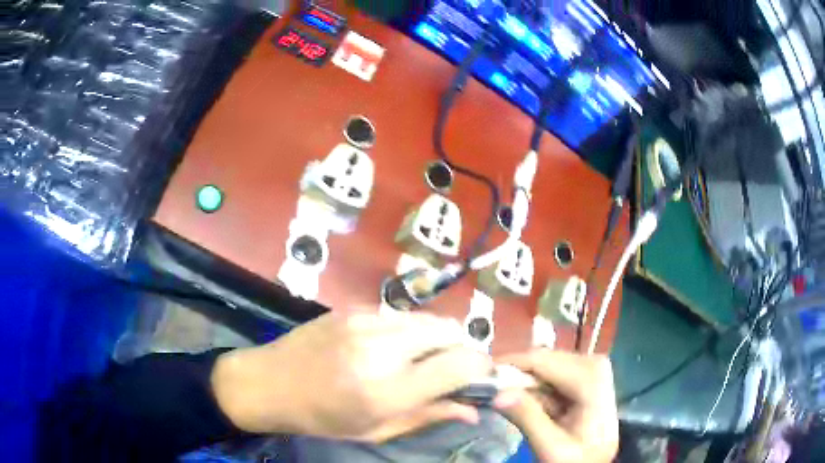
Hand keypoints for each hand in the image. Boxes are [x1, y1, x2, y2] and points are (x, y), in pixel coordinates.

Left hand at [212, 312, 491, 441]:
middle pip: (451, 332)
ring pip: (429, 318)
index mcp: (387, 391)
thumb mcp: (376, 430)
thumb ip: (429, 416)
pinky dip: (411, 330)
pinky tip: (393, 346)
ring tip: (422, 358)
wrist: (269, 383)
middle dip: (462, 350)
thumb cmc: (322, 418)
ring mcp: (365, 322)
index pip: (460, 365)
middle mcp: (381, 349)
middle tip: (450, 370)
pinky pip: (401, 315)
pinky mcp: (353, 307)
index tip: (480, 379)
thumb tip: (474, 409)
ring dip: (439, 338)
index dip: (481, 369)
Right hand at [492, 350, 617, 462]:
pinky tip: (535, 407)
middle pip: (544, 359)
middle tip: (493, 395)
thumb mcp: (552, 448)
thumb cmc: (578, 459)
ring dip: (525, 385)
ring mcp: (591, 367)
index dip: (509, 365)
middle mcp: (594, 364)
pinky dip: (536, 389)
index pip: (543, 360)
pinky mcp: (585, 375)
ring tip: (514, 406)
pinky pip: (551, 374)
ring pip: (545, 365)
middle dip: (516, 377)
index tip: (480, 377)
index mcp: (591, 379)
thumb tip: (497, 393)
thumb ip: (528, 419)